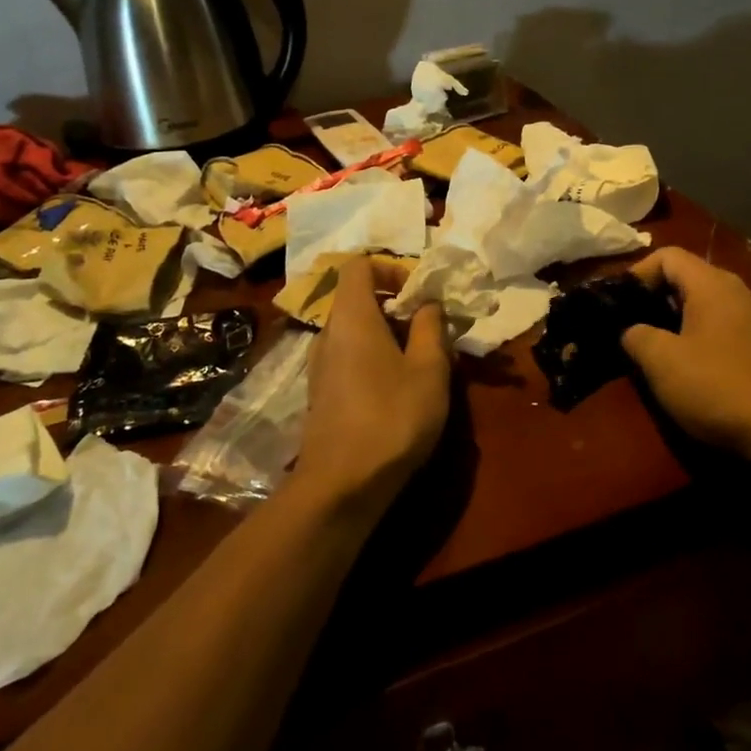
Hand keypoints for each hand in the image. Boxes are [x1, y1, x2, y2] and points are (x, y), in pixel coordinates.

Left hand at [297, 257, 449, 510]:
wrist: (341, 485)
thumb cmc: (392, 417)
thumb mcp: (429, 369)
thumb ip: (430, 327)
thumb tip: (427, 304)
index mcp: (352, 316)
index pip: (359, 265)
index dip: (390, 267)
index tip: (418, 293)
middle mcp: (328, 333)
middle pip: (358, 298)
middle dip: (395, 305)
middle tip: (428, 329)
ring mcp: (319, 364)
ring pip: (354, 330)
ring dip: (386, 334)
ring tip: (419, 362)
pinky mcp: (320, 393)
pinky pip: (347, 356)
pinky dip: (372, 357)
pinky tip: (397, 389)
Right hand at [621, 247, 750, 458]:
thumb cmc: (718, 386)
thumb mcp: (661, 361)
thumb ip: (636, 335)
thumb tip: (630, 330)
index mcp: (711, 284)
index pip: (666, 255)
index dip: (636, 274)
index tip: (617, 305)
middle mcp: (734, 292)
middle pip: (684, 278)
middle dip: (651, 299)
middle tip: (627, 327)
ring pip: (700, 306)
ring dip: (672, 322)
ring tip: (651, 350)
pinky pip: (717, 328)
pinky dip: (694, 339)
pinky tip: (685, 370)